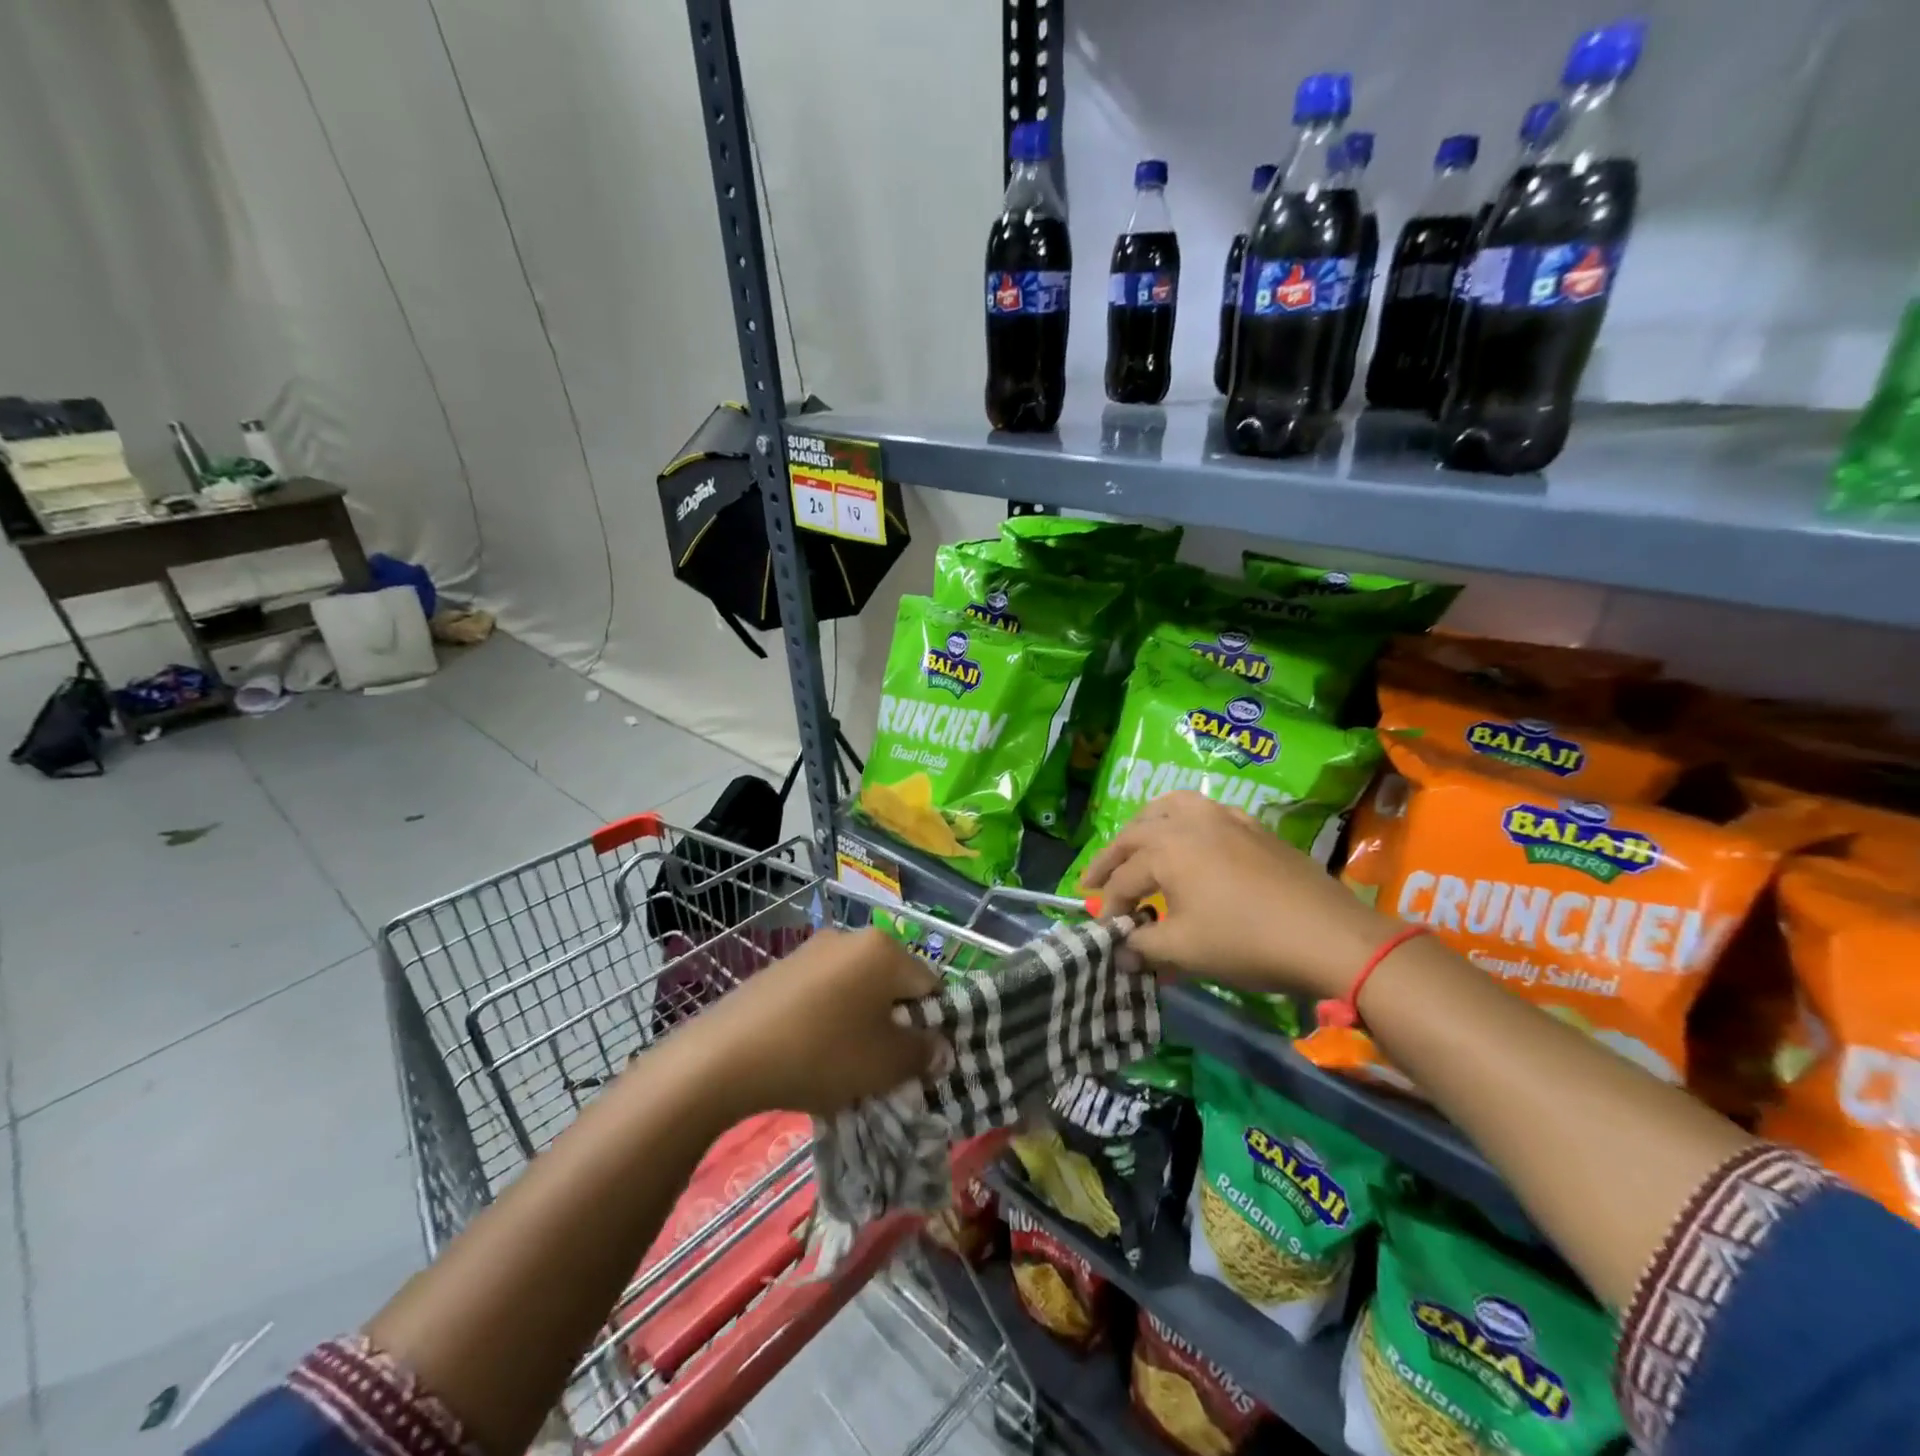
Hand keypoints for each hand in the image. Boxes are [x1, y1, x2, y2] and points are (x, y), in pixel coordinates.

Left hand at [682, 929, 947, 1116]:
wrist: (727, 1056)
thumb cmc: (821, 1053)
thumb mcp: (885, 1064)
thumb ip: (923, 1053)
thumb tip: (939, 1048)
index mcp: (884, 950)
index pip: (930, 985)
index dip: (931, 1026)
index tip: (916, 1062)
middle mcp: (851, 937)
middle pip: (892, 984)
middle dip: (894, 1023)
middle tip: (882, 1066)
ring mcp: (812, 950)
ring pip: (856, 989)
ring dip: (860, 1022)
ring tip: (844, 1064)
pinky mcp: (782, 968)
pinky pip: (823, 993)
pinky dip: (828, 1018)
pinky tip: (810, 1053)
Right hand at [1080, 790, 1395, 1001]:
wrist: (1328, 935)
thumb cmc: (1246, 942)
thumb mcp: (1185, 950)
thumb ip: (1143, 946)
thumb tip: (1120, 954)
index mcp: (1166, 848)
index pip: (1123, 879)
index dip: (1108, 908)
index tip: (1106, 934)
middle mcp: (1188, 822)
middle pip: (1135, 835)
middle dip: (1110, 860)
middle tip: (1092, 882)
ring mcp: (1223, 817)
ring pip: (1170, 807)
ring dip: (1144, 826)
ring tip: (1135, 842)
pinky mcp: (1252, 825)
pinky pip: (1205, 810)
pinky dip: (1184, 819)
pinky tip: (1191, 839)